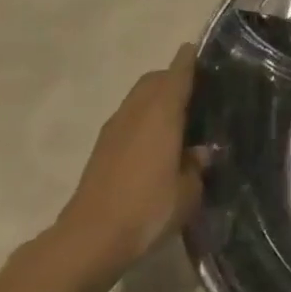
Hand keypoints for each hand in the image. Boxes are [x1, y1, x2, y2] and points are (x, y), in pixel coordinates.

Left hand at [54, 44, 210, 283]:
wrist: (89, 240)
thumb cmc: (148, 207)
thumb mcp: (189, 190)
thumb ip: (197, 165)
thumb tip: (201, 152)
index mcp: (161, 113)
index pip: (178, 73)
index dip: (190, 60)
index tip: (201, 51)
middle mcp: (136, 112)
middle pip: (153, 80)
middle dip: (172, 78)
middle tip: (197, 92)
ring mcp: (114, 130)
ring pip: (138, 99)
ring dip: (155, 100)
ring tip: (178, 119)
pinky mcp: (100, 150)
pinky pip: (128, 120)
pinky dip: (143, 120)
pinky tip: (157, 144)